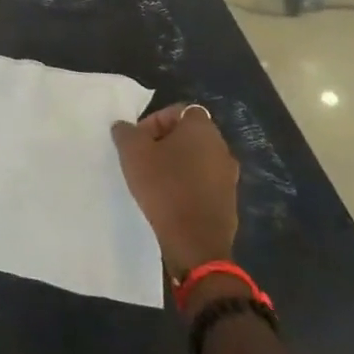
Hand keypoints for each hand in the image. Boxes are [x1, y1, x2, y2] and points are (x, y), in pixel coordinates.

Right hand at [111, 103, 238, 275]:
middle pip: (188, 135)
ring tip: (154, 180)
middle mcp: (221, 147)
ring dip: (176, 164)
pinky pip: (204, 182)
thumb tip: (125, 127)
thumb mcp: (132, 152)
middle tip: (142, 158)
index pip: (178, 111)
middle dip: (164, 142)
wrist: (196, 243)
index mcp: (202, 129)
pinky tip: (170, 199)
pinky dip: (188, 184)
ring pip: (196, 159)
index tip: (139, 140)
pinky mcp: (229, 201)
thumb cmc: (164, 187)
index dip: (155, 121)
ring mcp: (229, 176)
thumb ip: (126, 132)